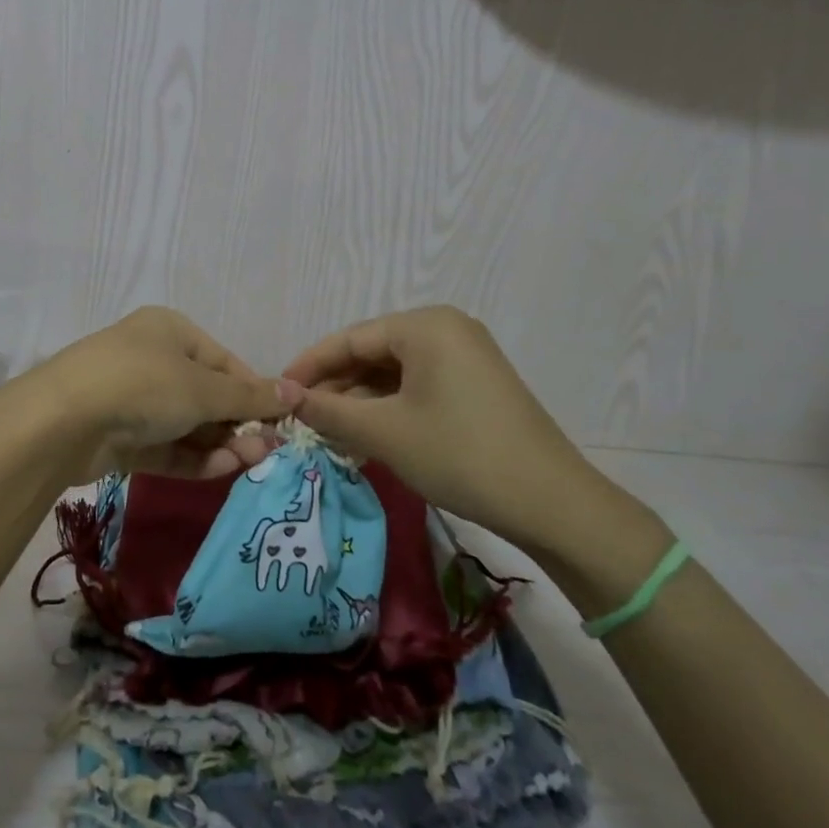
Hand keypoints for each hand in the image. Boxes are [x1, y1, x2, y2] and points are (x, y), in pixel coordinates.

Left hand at [37, 307, 291, 481]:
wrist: (63, 421)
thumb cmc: (143, 384)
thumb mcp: (203, 388)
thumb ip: (250, 396)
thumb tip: (296, 392)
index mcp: (170, 331)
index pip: (224, 361)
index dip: (254, 391)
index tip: (280, 422)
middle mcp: (151, 359)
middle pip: (206, 394)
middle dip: (237, 423)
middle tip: (267, 451)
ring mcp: (132, 400)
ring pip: (187, 424)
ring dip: (219, 444)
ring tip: (249, 463)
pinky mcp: (120, 437)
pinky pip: (165, 446)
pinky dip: (192, 458)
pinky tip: (221, 470)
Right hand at [281, 306, 629, 553]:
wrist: (550, 502)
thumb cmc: (459, 454)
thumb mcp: (384, 432)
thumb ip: (328, 410)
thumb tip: (283, 395)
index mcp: (425, 325)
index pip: (350, 338)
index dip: (309, 366)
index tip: (277, 392)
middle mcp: (446, 329)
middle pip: (372, 352)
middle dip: (335, 386)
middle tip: (302, 419)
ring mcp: (466, 356)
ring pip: (394, 372)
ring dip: (361, 401)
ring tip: (328, 432)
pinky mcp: (476, 384)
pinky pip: (418, 386)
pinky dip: (390, 408)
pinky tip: (367, 434)